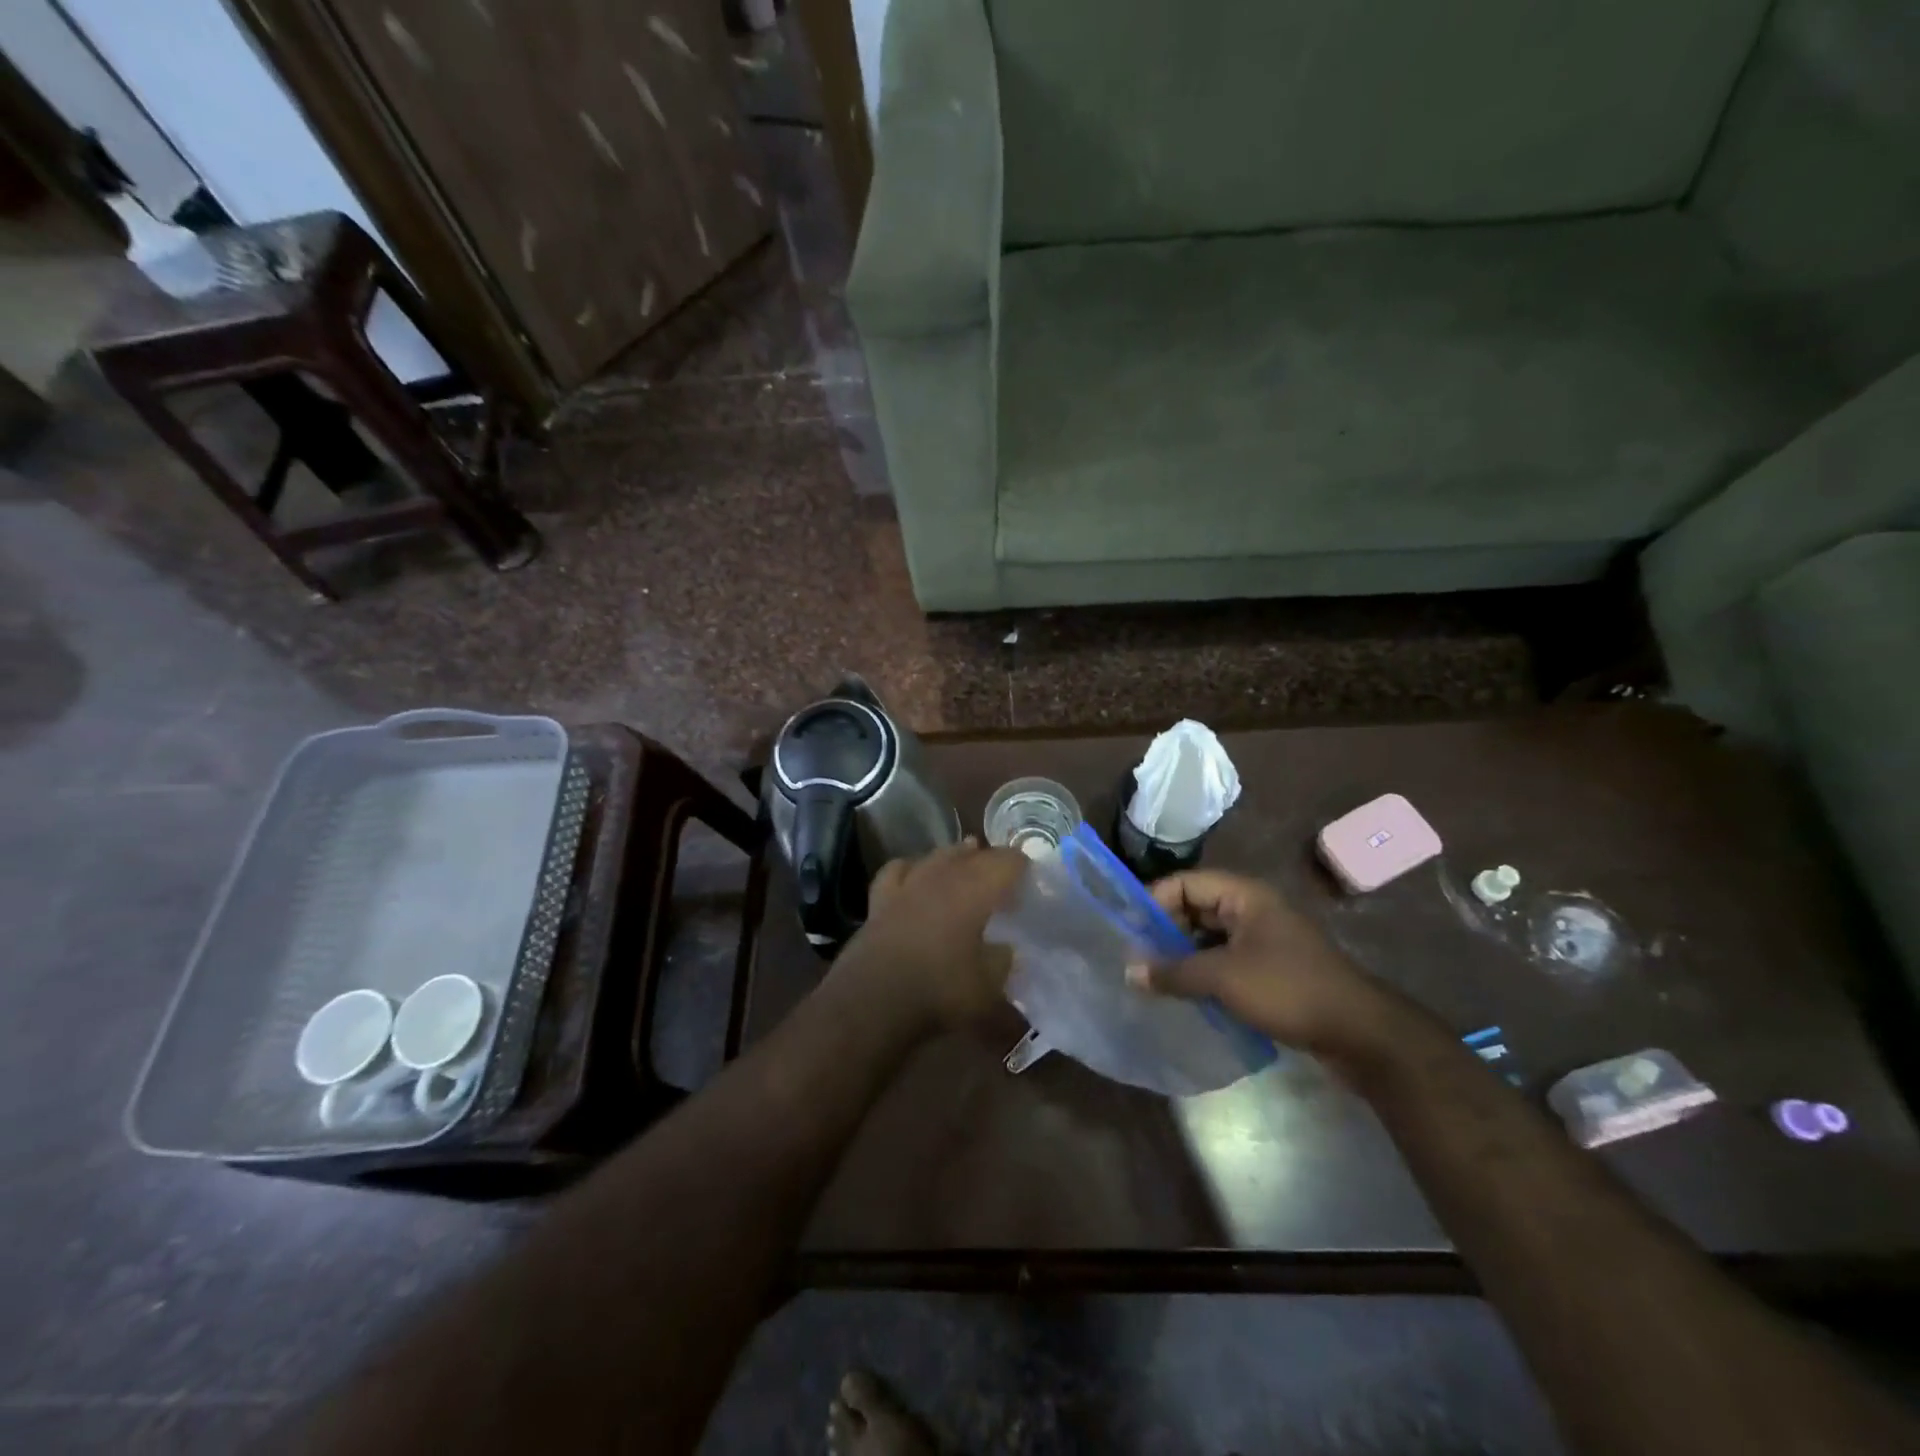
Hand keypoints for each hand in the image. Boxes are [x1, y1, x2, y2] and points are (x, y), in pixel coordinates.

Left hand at [836, 840, 1027, 1029]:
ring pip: (936, 856)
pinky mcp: (880, 899)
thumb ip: (1002, 962)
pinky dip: (912, 868)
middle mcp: (942, 876)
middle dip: (990, 860)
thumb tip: (1005, 949)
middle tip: (1003, 877)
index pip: (1007, 861)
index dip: (1022, 866)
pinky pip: (898, 870)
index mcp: (975, 889)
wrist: (872, 1001)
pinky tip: (915, 874)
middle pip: (972, 854)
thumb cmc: (939, 991)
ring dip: (955, 857)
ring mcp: (908, 884)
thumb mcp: (988, 987)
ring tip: (966, 860)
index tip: (1031, 879)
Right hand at [1135, 870, 1401, 1060]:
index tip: (1128, 931)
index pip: (1185, 883)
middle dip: (1164, 931)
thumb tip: (1128, 971)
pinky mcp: (1271, 969)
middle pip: (1196, 908)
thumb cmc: (1288, 989)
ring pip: (1209, 937)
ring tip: (1153, 978)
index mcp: (1244, 896)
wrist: (1361, 1033)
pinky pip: (1225, 960)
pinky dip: (1203, 972)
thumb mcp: (1223, 978)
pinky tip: (1185, 995)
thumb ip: (1173, 972)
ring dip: (1182, 955)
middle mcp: (1252, 910)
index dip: (1154, 902)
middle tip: (1136, 958)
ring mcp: (1264, 940)